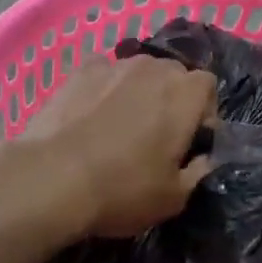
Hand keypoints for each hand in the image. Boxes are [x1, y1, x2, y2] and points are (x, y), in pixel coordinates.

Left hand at [20, 55, 218, 237]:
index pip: (208, 86)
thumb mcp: (175, 198)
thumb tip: (204, 159)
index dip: (203, 112)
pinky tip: (91, 114)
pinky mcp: (79, 71)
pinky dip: (104, 88)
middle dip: (171, 99)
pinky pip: (103, 73)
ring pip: (138, 72)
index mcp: (186, 94)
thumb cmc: (124, 189)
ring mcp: (115, 65)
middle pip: (174, 75)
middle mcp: (155, 68)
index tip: (190, 141)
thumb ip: (198, 172)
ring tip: (120, 124)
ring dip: (138, 92)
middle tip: (157, 135)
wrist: (53, 178)